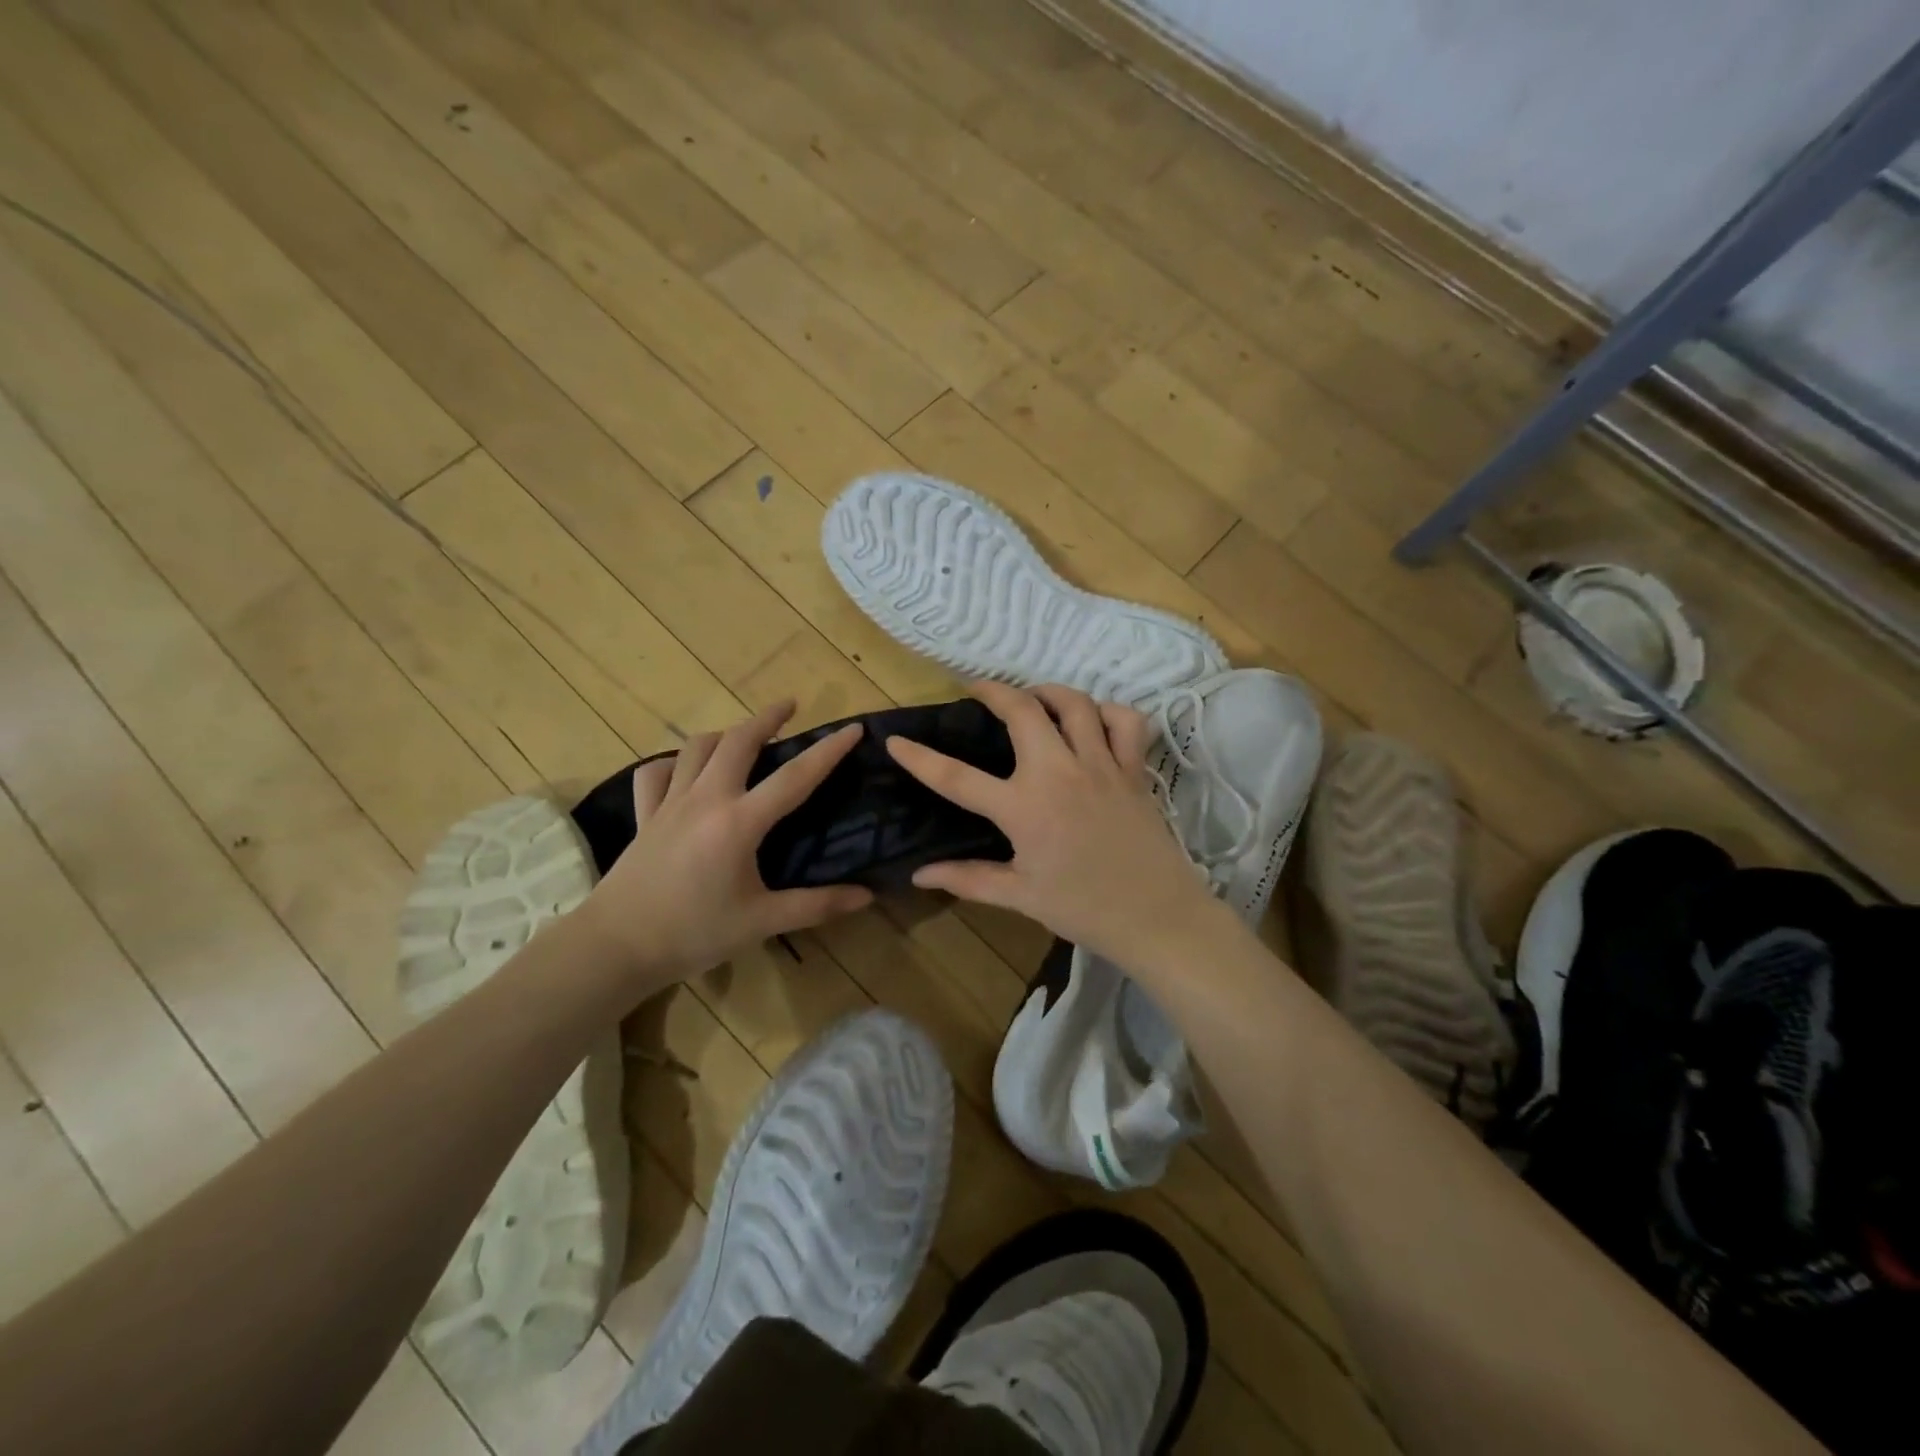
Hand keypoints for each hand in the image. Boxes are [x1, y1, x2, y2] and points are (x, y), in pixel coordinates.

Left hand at [577, 701, 873, 986]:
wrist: (615, 946)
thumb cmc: (694, 932)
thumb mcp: (762, 922)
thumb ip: (816, 906)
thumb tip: (867, 896)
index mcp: (740, 822)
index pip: (795, 776)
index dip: (828, 750)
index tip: (853, 728)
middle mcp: (706, 799)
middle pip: (739, 741)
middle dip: (768, 717)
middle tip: (791, 706)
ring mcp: (670, 803)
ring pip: (697, 748)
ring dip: (725, 733)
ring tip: (744, 735)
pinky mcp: (644, 816)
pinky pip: (656, 774)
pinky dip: (674, 763)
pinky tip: (685, 770)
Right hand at [886, 682, 1224, 964]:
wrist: (1158, 917)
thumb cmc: (1084, 909)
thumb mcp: (1020, 896)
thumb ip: (968, 879)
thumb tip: (919, 875)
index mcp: (1024, 808)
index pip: (957, 778)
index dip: (920, 758)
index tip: (895, 740)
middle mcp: (1059, 773)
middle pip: (1022, 711)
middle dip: (994, 690)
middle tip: (978, 690)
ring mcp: (1101, 765)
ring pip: (1075, 704)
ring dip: (1048, 691)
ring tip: (1032, 697)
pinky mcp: (1134, 769)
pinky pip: (1125, 722)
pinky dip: (1108, 711)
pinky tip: (1093, 719)